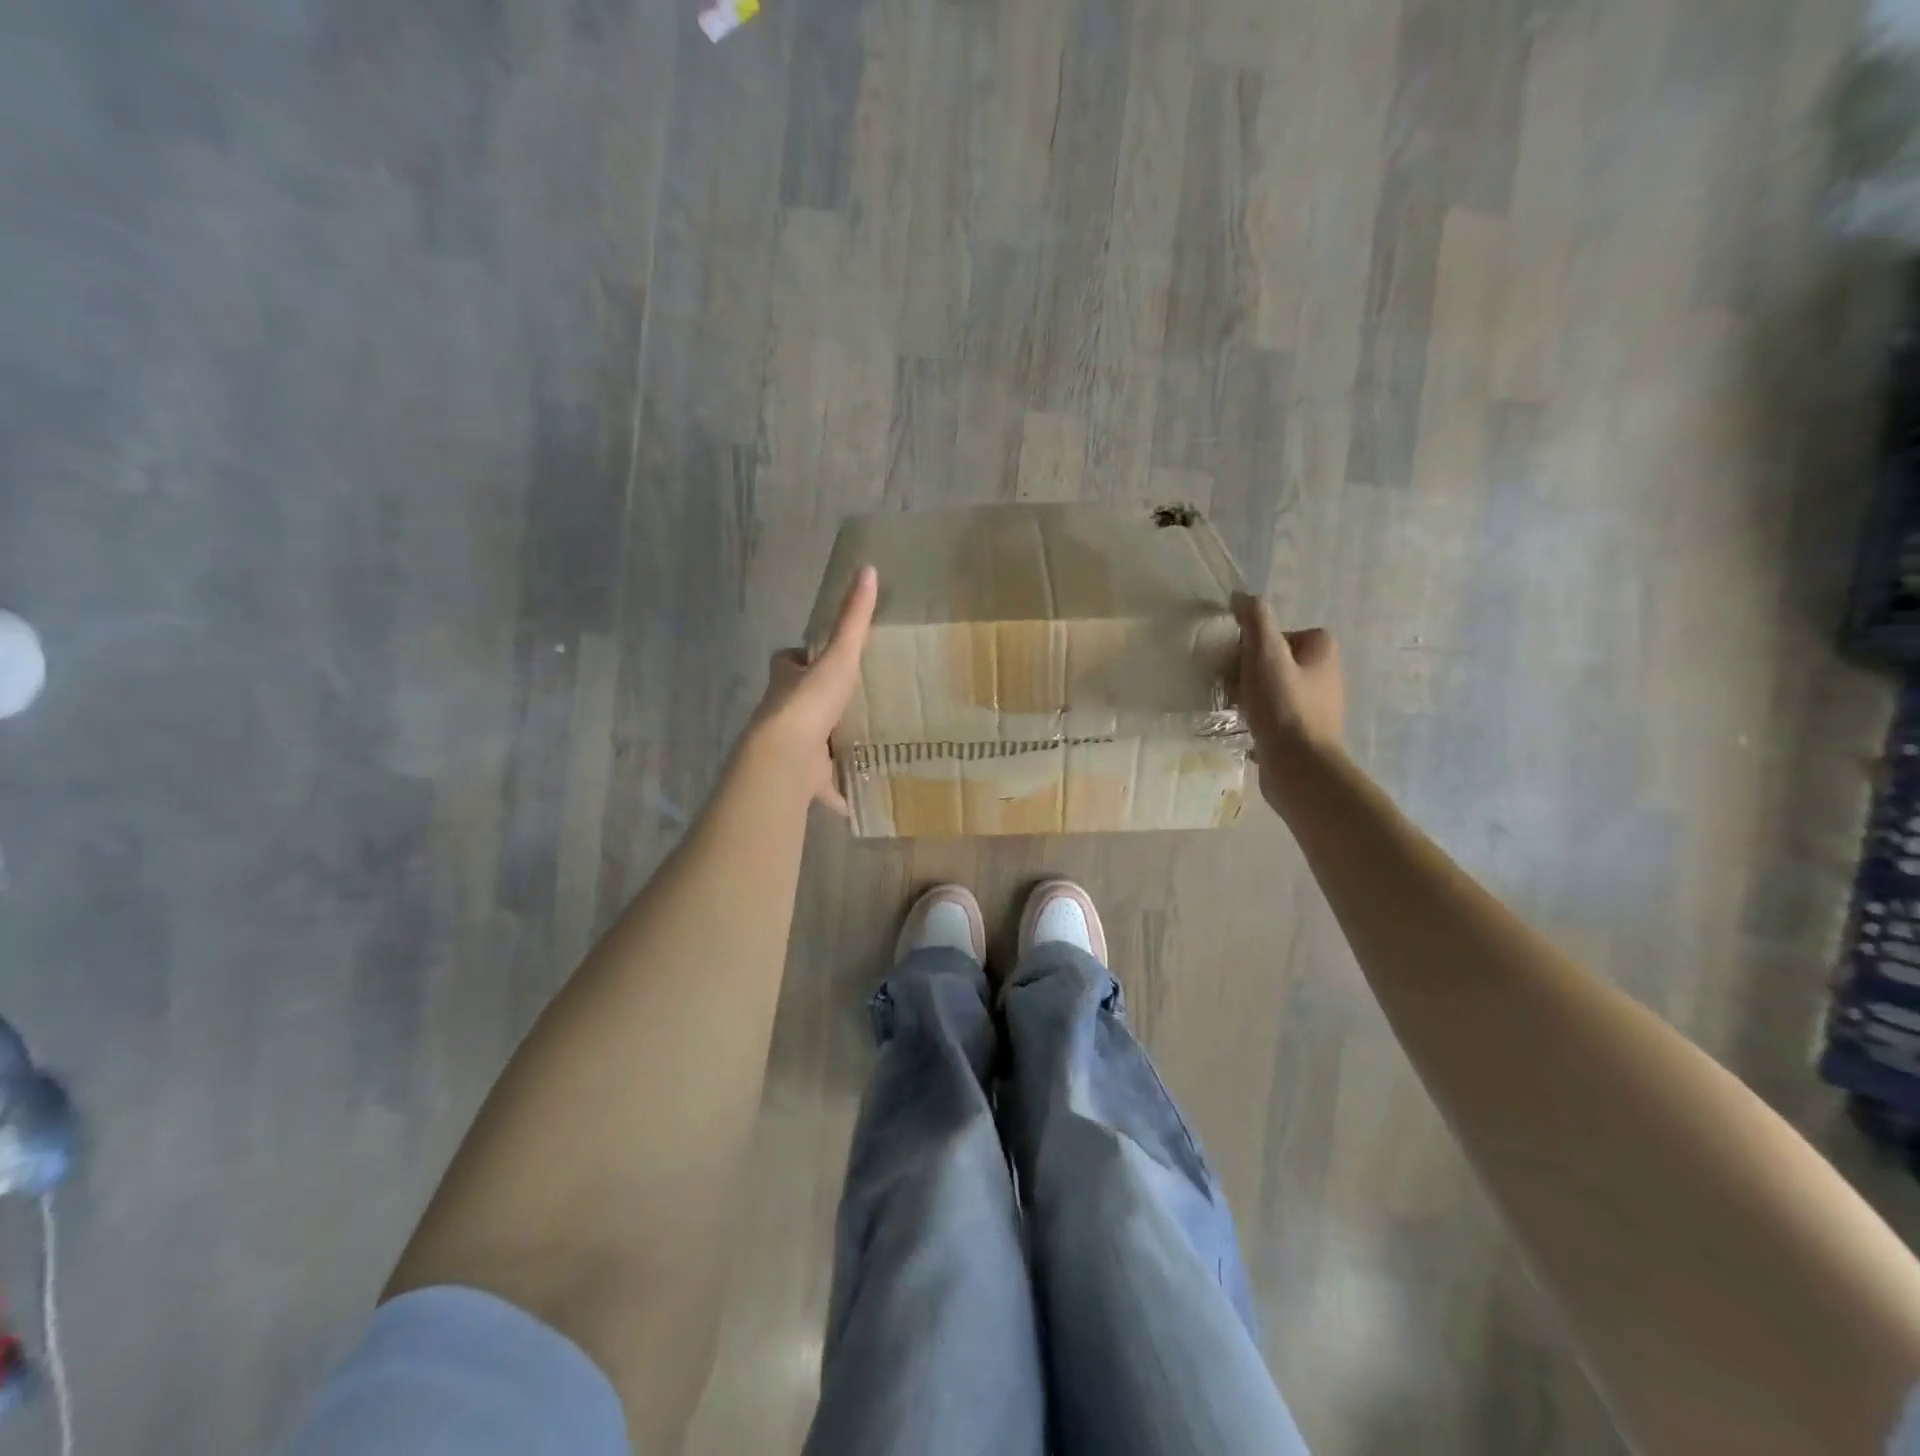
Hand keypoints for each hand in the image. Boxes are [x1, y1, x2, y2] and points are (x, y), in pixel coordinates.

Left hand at [745, 565, 877, 812]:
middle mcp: (783, 713)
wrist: (786, 758)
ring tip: (862, 741)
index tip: (821, 657)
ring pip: (810, 744)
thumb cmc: (810, 702)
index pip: (788, 661)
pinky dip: (838, 791)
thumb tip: (867, 569)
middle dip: (817, 703)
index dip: (800, 658)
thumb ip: (853, 618)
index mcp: (787, 682)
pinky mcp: (804, 780)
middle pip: (797, 703)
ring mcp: (792, 749)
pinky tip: (859, 794)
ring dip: (827, 745)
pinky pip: (824, 785)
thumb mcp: (838, 655)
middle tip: (850, 702)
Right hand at [1230, 592, 1343, 807]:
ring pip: (1274, 687)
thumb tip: (1241, 596)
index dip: (1255, 643)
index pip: (1282, 633)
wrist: (1299, 767)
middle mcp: (1326, 675)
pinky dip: (1258, 716)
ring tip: (1234, 707)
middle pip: (1276, 660)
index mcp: (1322, 650)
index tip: (1239, 659)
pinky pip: (1275, 714)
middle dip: (1249, 670)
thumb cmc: (1284, 706)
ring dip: (1250, 694)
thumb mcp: (1265, 654)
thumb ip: (1255, 621)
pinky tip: (1244, 726)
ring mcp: (1317, 706)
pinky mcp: (1305, 732)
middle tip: (1231, 684)